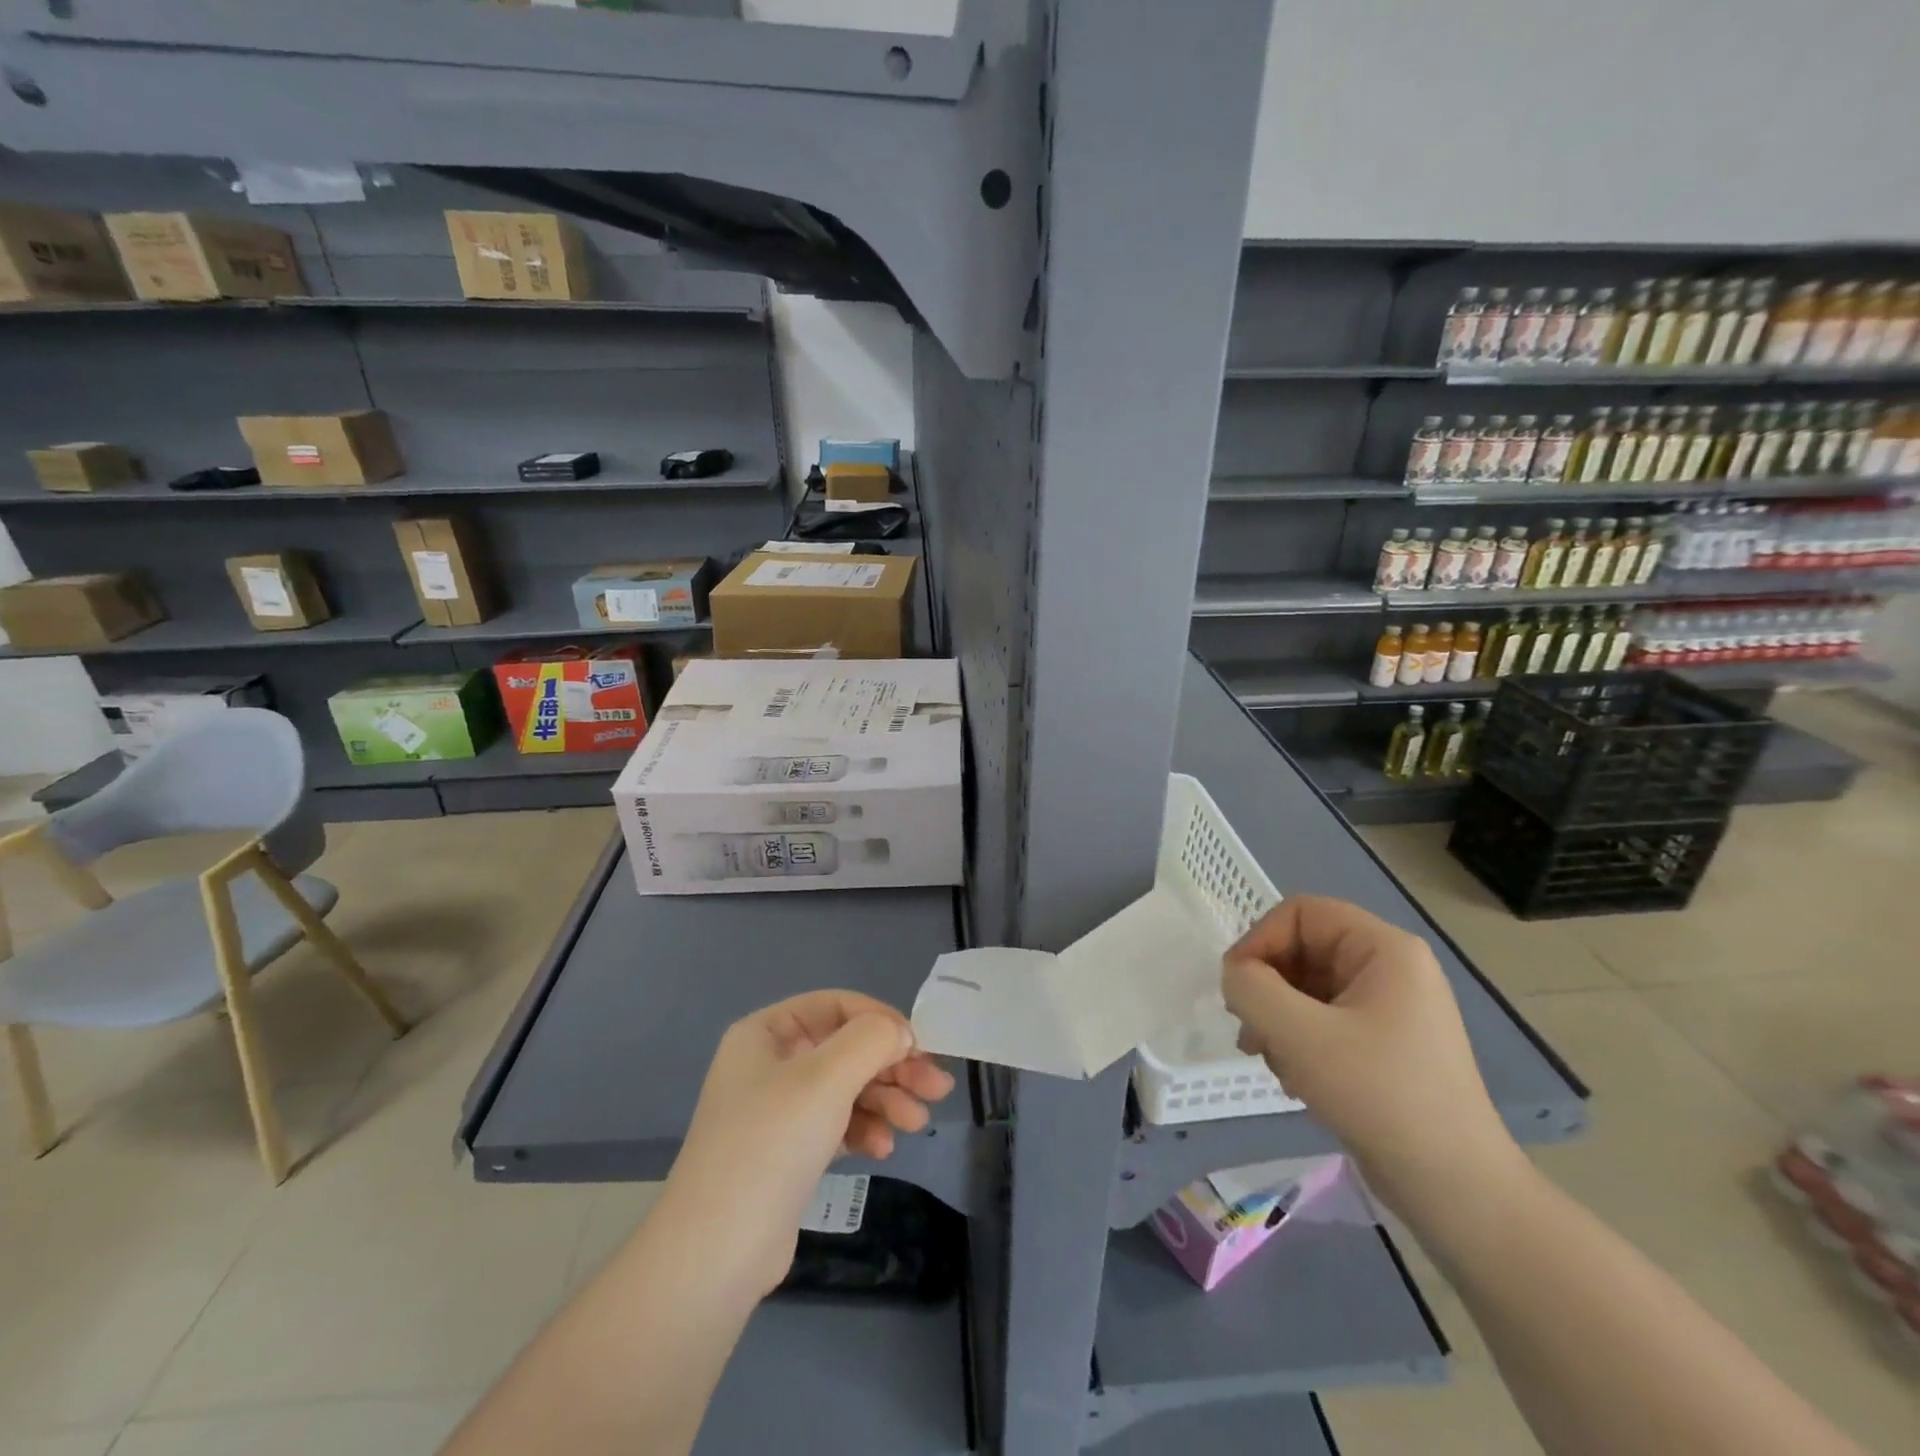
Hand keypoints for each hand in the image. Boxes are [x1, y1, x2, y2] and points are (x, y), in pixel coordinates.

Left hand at [662, 990, 956, 1298]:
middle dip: (892, 1067)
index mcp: (766, 1033)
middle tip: (937, 1088)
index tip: (920, 1047)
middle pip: (846, 1049)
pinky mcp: (789, 1152)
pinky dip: (864, 1129)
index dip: (881, 1020)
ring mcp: (778, 1110)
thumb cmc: (771, 1144)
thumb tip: (901, 1032)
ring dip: (886, 1100)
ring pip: (846, 1088)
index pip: (836, 1006)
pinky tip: (883, 1148)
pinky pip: (837, 1124)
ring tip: (917, 1123)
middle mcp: (770, 1064)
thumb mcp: (825, 1078)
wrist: (717, 1253)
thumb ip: (871, 1041)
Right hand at [1221, 896, 1523, 1213]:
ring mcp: (1391, 1009)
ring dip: (1277, 1019)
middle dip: (1266, 988)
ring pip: (1307, 988)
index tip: (1236, 988)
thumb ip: (1250, 988)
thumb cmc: (1378, 1095)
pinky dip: (1298, 1041)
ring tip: (1272, 1061)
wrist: (1456, 1190)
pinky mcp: (1385, 1046)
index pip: (1300, 912)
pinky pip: (1324, 1020)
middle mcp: (1391, 968)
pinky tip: (1296, 1079)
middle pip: (1302, 950)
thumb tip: (1235, 975)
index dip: (1259, 940)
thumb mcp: (1299, 1034)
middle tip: (1250, 1032)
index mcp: (1384, 949)